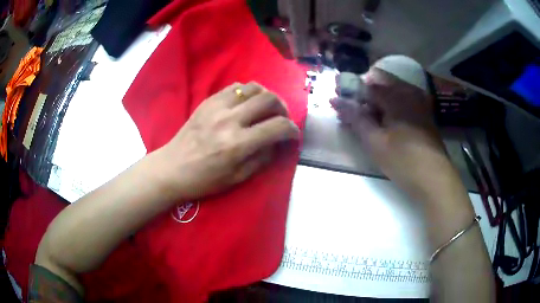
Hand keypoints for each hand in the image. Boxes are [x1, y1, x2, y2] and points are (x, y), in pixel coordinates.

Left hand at [157, 82, 298, 200]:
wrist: (173, 167)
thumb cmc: (205, 179)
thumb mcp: (238, 177)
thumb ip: (263, 158)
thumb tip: (278, 142)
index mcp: (238, 144)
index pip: (278, 127)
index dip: (292, 130)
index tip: (293, 134)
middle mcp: (230, 120)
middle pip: (269, 99)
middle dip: (283, 108)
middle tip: (281, 118)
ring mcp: (217, 106)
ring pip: (253, 87)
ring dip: (266, 96)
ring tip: (266, 108)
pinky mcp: (208, 101)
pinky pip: (235, 87)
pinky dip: (247, 92)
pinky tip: (247, 103)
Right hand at [332, 67, 457, 201]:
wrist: (434, 178)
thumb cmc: (403, 160)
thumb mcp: (375, 141)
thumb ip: (355, 117)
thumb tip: (335, 101)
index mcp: (396, 95)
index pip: (367, 82)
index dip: (349, 88)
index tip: (337, 99)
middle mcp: (409, 91)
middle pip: (380, 81)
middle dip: (363, 92)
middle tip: (352, 110)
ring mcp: (418, 101)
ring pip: (391, 90)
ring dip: (376, 100)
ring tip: (366, 119)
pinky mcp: (423, 112)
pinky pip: (402, 99)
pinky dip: (389, 106)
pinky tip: (384, 122)